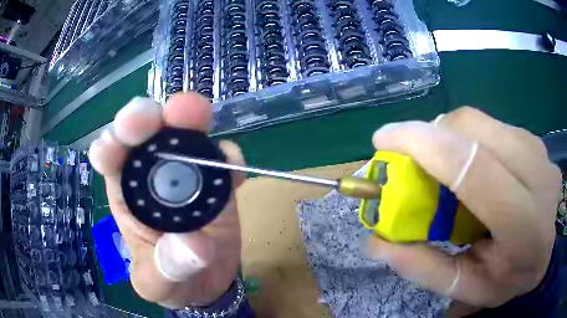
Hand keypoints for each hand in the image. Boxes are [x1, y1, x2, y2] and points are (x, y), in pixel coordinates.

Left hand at [89, 93, 244, 308]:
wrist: (204, 283)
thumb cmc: (169, 281)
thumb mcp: (158, 284)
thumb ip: (168, 269)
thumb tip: (196, 246)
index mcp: (125, 193)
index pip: (110, 158)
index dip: (113, 142)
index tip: (122, 140)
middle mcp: (150, 174)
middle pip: (145, 132)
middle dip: (151, 115)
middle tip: (166, 110)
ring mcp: (186, 172)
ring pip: (183, 132)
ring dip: (189, 118)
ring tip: (197, 113)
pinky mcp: (215, 180)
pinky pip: (221, 159)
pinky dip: (227, 157)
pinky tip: (234, 169)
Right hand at [366, 107, 560, 308]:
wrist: (544, 256)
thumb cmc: (509, 279)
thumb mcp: (467, 289)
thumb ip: (425, 268)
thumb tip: (377, 241)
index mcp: (525, 225)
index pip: (475, 169)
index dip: (425, 145)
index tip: (384, 139)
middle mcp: (538, 174)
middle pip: (474, 129)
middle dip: (431, 135)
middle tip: (410, 160)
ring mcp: (538, 150)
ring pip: (480, 121)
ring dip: (448, 136)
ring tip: (441, 167)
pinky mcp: (533, 140)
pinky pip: (491, 125)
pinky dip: (467, 138)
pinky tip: (470, 164)